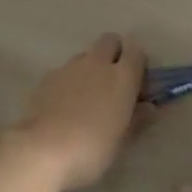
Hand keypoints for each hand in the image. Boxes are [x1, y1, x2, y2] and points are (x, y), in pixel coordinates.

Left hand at [11, 33, 148, 191]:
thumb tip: (149, 107)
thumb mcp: (123, 140)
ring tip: (86, 96)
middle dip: (114, 53)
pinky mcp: (47, 78)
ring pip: (85, 55)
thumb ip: (138, 119)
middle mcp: (97, 64)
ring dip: (90, 67)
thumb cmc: (92, 148)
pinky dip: (69, 81)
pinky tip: (64, 106)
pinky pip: (64, 71)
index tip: (137, 82)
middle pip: (109, 41)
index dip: (138, 62)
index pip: (137, 51)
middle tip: (113, 81)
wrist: (42, 150)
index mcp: (123, 77)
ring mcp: (69, 68)